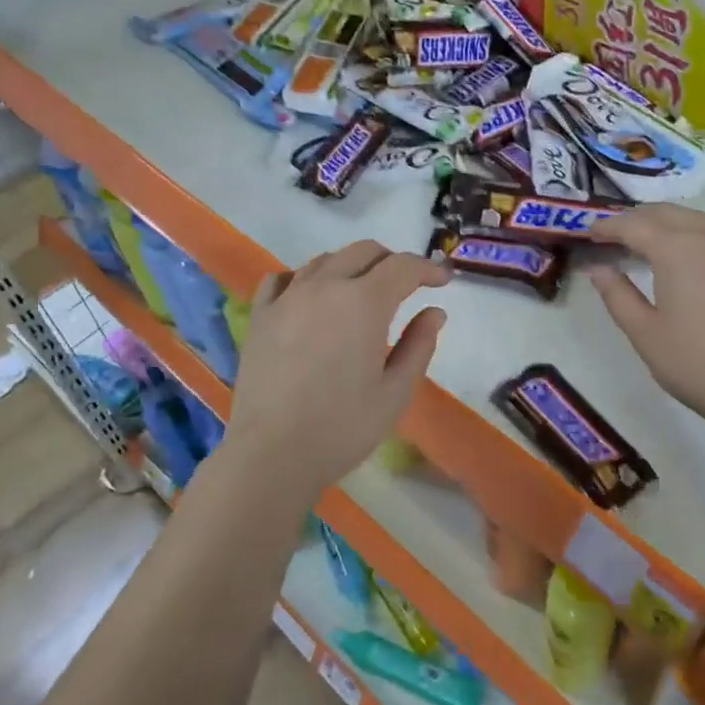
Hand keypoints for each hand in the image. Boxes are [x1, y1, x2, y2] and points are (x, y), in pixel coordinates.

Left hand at [224, 240, 450, 494]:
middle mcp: (325, 286)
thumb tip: (435, 312)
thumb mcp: (396, 391)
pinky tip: (312, 297)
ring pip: (325, 260)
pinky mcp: (260, 315)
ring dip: (352, 266)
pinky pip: (284, 278)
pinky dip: (306, 278)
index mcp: (365, 302)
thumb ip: (419, 345)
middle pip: (364, 251)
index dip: (428, 269)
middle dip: (392, 261)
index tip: (443, 281)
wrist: (273, 453)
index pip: (403, 267)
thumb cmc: (343, 427)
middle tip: (408, 284)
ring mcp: (288, 297)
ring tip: (362, 291)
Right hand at [589, 206, 704, 446]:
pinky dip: (687, 230)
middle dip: (634, 218)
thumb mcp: (643, 332)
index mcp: (677, 251)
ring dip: (663, 220)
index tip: (587, 234)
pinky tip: (680, 254)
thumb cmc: (694, 362)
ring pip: (692, 217)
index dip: (607, 227)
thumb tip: (598, 269)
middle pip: (665, 213)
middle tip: (610, 236)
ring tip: (641, 240)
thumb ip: (617, 295)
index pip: (634, 226)